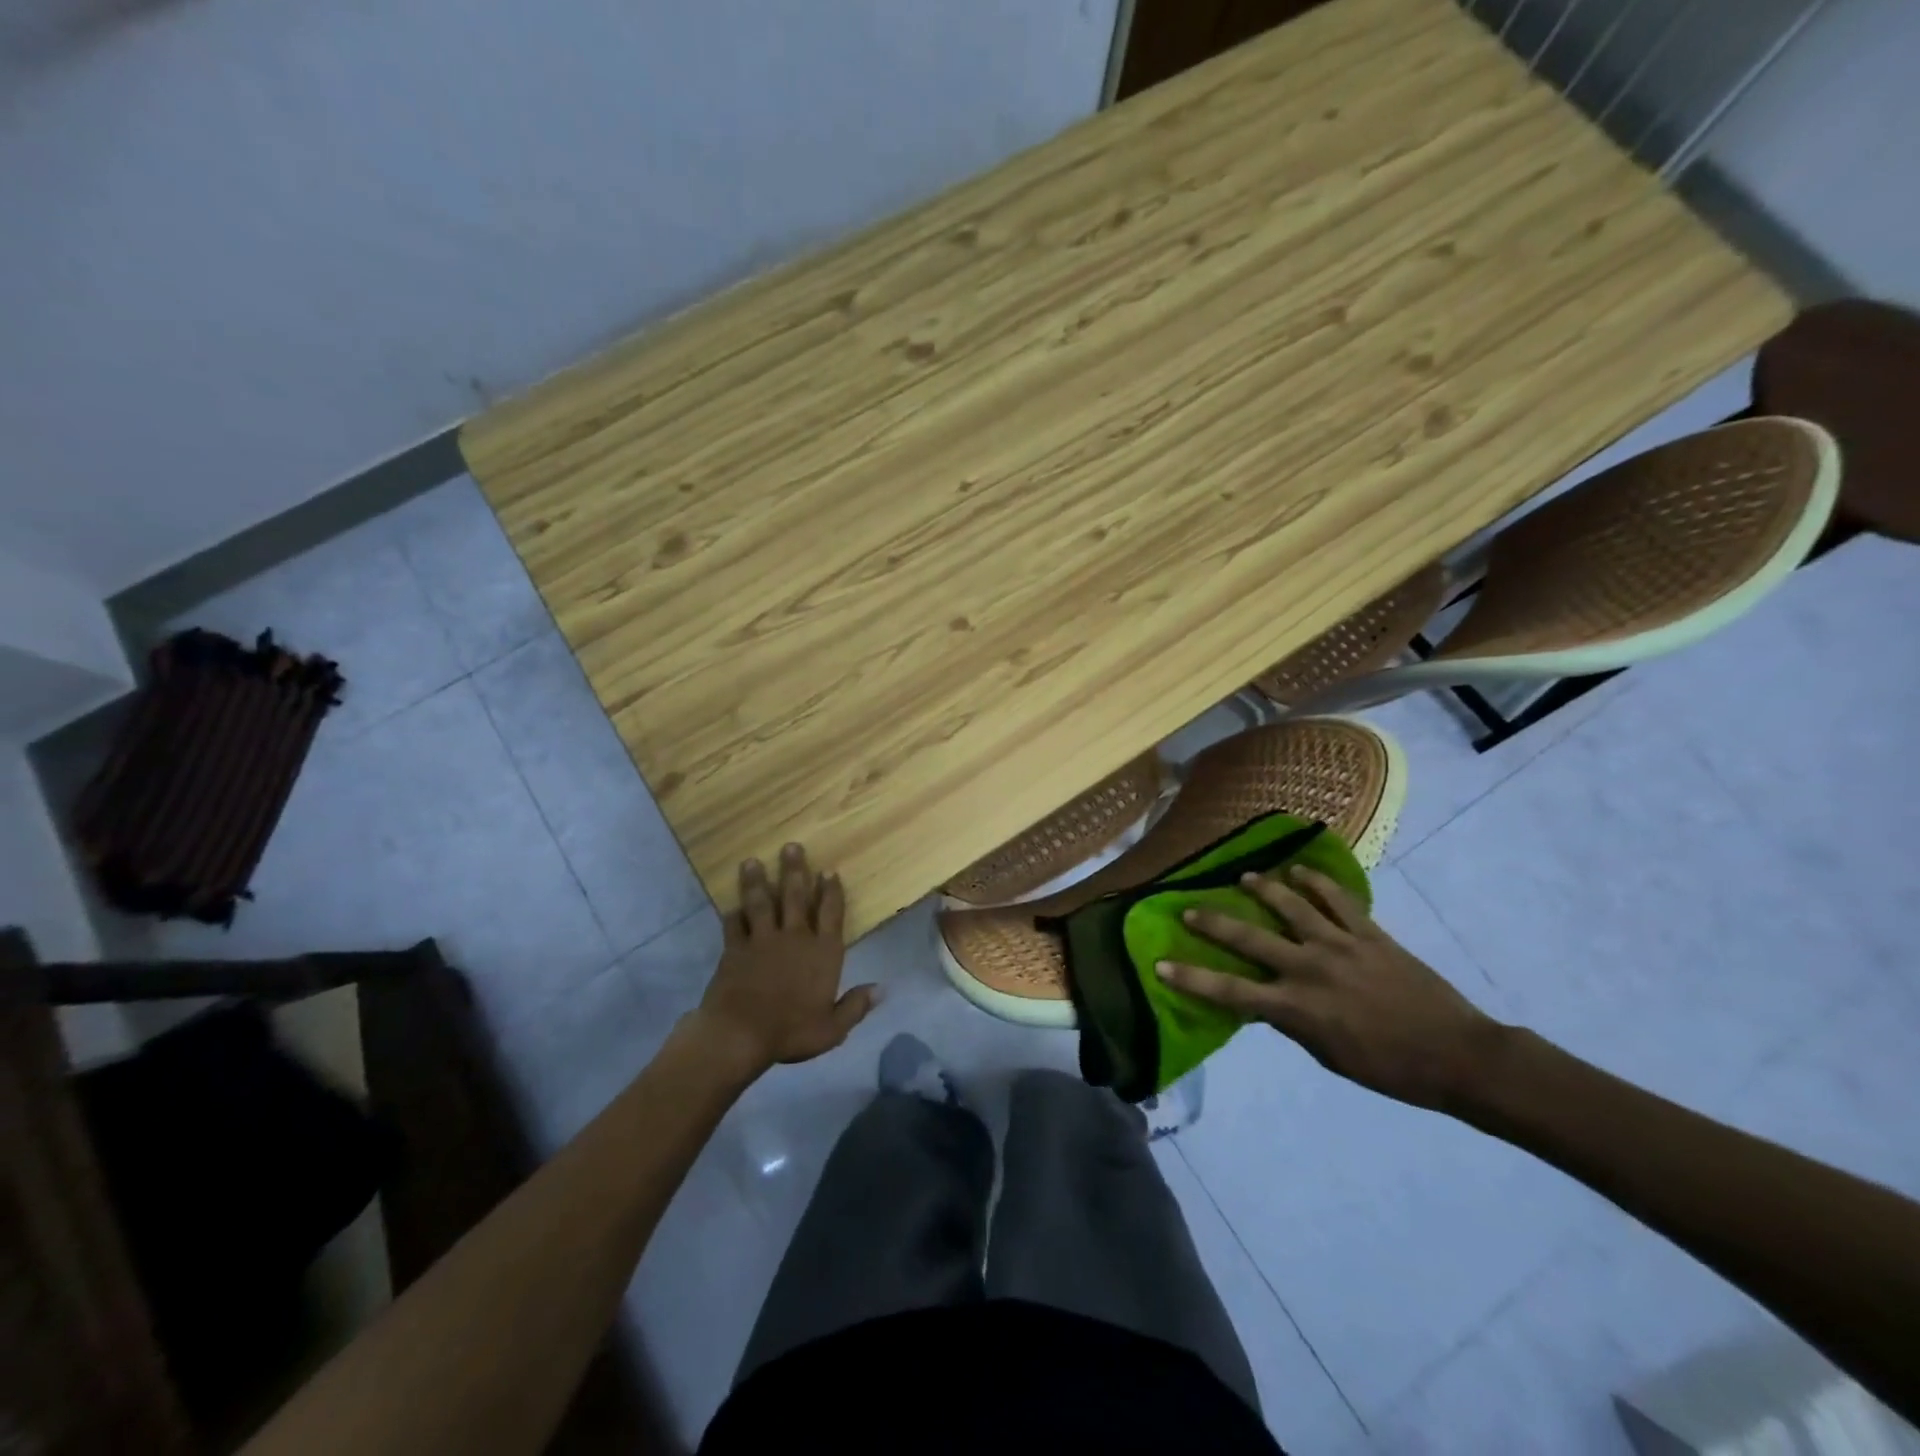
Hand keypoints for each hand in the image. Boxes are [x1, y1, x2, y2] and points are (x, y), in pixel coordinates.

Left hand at [691, 844, 877, 1072]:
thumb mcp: (832, 1029)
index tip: (829, 870)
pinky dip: (733, 915)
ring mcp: (762, 940)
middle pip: (795, 897)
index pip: (831, 913)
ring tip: (751, 862)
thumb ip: (856, 1006)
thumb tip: (883, 989)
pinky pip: (734, 925)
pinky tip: (731, 906)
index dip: (831, 890)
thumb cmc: (790, 1032)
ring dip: (758, 881)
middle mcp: (794, 937)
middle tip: (790, 846)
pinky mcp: (734, 949)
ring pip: (761, 903)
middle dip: (794, 870)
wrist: (739, 1035)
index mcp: (822, 952)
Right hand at [1155, 865, 1500, 1109]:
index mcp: (1297, 1008)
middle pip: (1250, 940)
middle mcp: (1309, 969)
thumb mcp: (1329, 1055)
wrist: (1456, 1055)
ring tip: (1244, 877)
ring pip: (1291, 905)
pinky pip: (1337, 899)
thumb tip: (1266, 1001)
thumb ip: (1293, 1023)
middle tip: (1188, 908)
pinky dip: (1316, 882)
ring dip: (1262, 888)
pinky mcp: (1369, 932)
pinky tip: (1299, 871)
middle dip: (1214, 923)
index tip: (1161, 965)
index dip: (1192, 979)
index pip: (1231, 992)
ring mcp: (1340, 945)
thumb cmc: (1388, 1068)